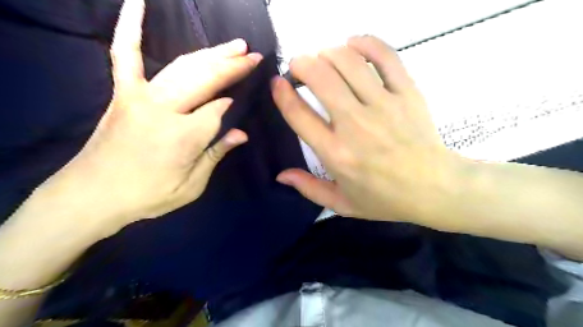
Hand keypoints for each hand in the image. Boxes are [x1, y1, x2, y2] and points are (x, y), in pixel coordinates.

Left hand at [37, 0, 261, 231]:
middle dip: (233, 65)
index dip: (231, 106)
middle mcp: (164, 109)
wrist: (91, 196)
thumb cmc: (148, 196)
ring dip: (212, 53)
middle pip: (206, 79)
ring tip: (235, 45)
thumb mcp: (192, 186)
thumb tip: (241, 132)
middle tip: (253, 55)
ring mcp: (141, 96)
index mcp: (184, 136)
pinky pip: (125, 55)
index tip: (242, 102)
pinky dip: (131, 28)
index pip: (218, 110)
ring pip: (184, 66)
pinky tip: (136, 4)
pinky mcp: (123, 93)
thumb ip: (216, 154)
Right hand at [271, 36, 467, 223]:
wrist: (434, 189)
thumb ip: (308, 188)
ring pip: (349, 63)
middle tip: (299, 66)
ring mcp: (383, 106)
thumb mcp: (341, 203)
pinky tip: (353, 44)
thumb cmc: (384, 199)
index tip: (278, 82)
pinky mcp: (407, 94)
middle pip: (321, 79)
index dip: (282, 93)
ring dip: (328, 53)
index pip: (299, 114)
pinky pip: (386, 57)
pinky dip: (366, 44)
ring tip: (323, 57)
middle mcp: (355, 125)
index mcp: (336, 153)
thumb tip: (281, 175)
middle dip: (302, 64)